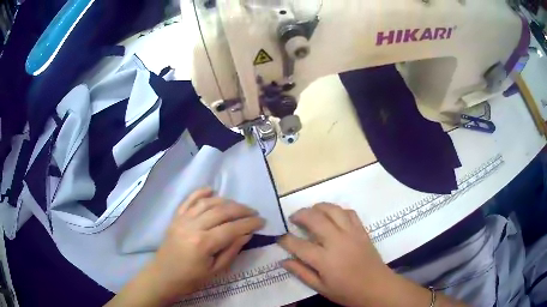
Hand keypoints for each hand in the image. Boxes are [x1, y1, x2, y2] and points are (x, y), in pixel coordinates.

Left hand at [107, 188, 264, 306]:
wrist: (163, 277)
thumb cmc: (191, 279)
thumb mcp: (216, 271)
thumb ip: (232, 251)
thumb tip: (247, 234)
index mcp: (203, 243)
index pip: (232, 228)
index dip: (250, 223)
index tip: (262, 221)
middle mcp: (193, 226)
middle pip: (221, 211)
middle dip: (241, 209)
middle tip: (254, 212)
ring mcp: (182, 219)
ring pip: (207, 202)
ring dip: (226, 201)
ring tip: (238, 206)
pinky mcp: (176, 218)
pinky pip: (189, 200)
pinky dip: (201, 192)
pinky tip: (212, 190)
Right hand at [278, 203, 392, 306]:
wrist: (376, 287)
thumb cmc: (347, 291)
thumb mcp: (320, 287)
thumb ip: (301, 273)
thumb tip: (283, 260)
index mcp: (324, 259)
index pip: (298, 244)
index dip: (285, 239)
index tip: (279, 237)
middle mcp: (336, 241)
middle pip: (314, 219)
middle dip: (300, 214)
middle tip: (293, 218)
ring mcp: (351, 233)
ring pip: (332, 210)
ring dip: (318, 207)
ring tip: (311, 211)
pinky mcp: (361, 230)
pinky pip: (349, 212)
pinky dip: (338, 210)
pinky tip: (333, 216)